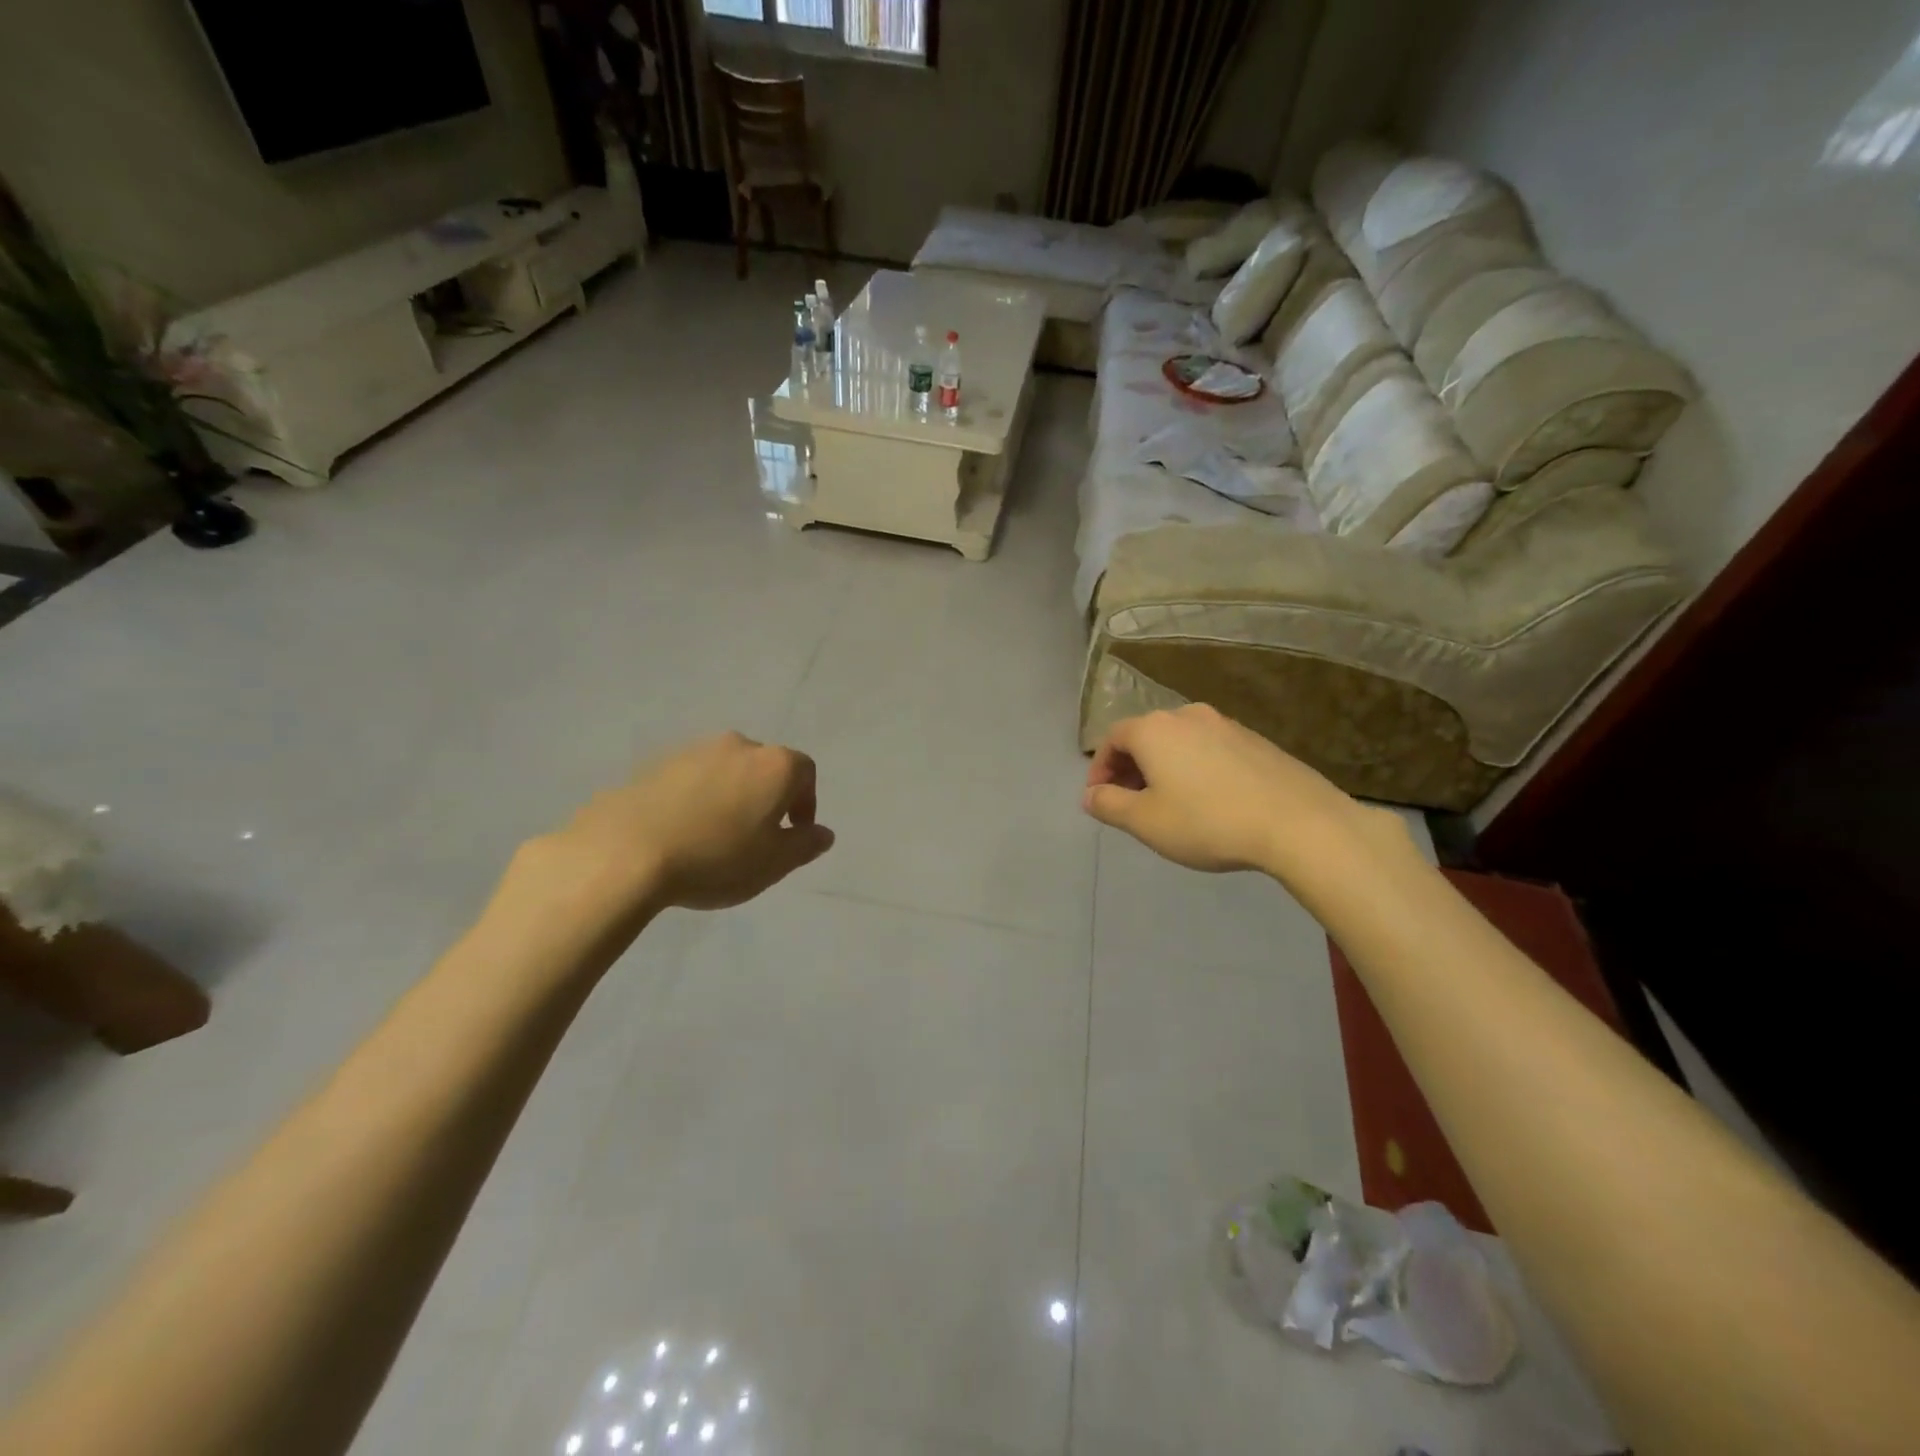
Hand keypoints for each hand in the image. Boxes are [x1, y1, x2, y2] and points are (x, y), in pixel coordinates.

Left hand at [518, 732, 835, 919]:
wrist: (624, 852)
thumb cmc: (715, 857)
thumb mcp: (773, 863)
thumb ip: (805, 845)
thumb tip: (823, 834)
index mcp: (774, 765)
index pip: (805, 773)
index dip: (806, 803)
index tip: (794, 834)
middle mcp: (738, 746)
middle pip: (764, 768)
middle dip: (767, 798)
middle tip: (756, 836)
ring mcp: (693, 751)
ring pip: (725, 771)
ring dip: (730, 796)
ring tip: (715, 836)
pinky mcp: (654, 764)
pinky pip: (690, 780)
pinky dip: (695, 799)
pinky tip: (681, 832)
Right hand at [1082, 705, 1403, 880]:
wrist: (1297, 822)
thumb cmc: (1207, 821)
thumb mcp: (1145, 822)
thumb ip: (1109, 805)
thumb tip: (1090, 795)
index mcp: (1154, 729)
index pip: (1112, 739)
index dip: (1100, 769)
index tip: (1100, 799)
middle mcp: (1187, 715)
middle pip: (1145, 736)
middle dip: (1130, 768)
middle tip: (1130, 803)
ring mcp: (1226, 724)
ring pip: (1179, 742)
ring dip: (1164, 768)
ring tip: (1169, 804)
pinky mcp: (1256, 740)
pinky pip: (1209, 749)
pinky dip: (1195, 768)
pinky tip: (1208, 800)